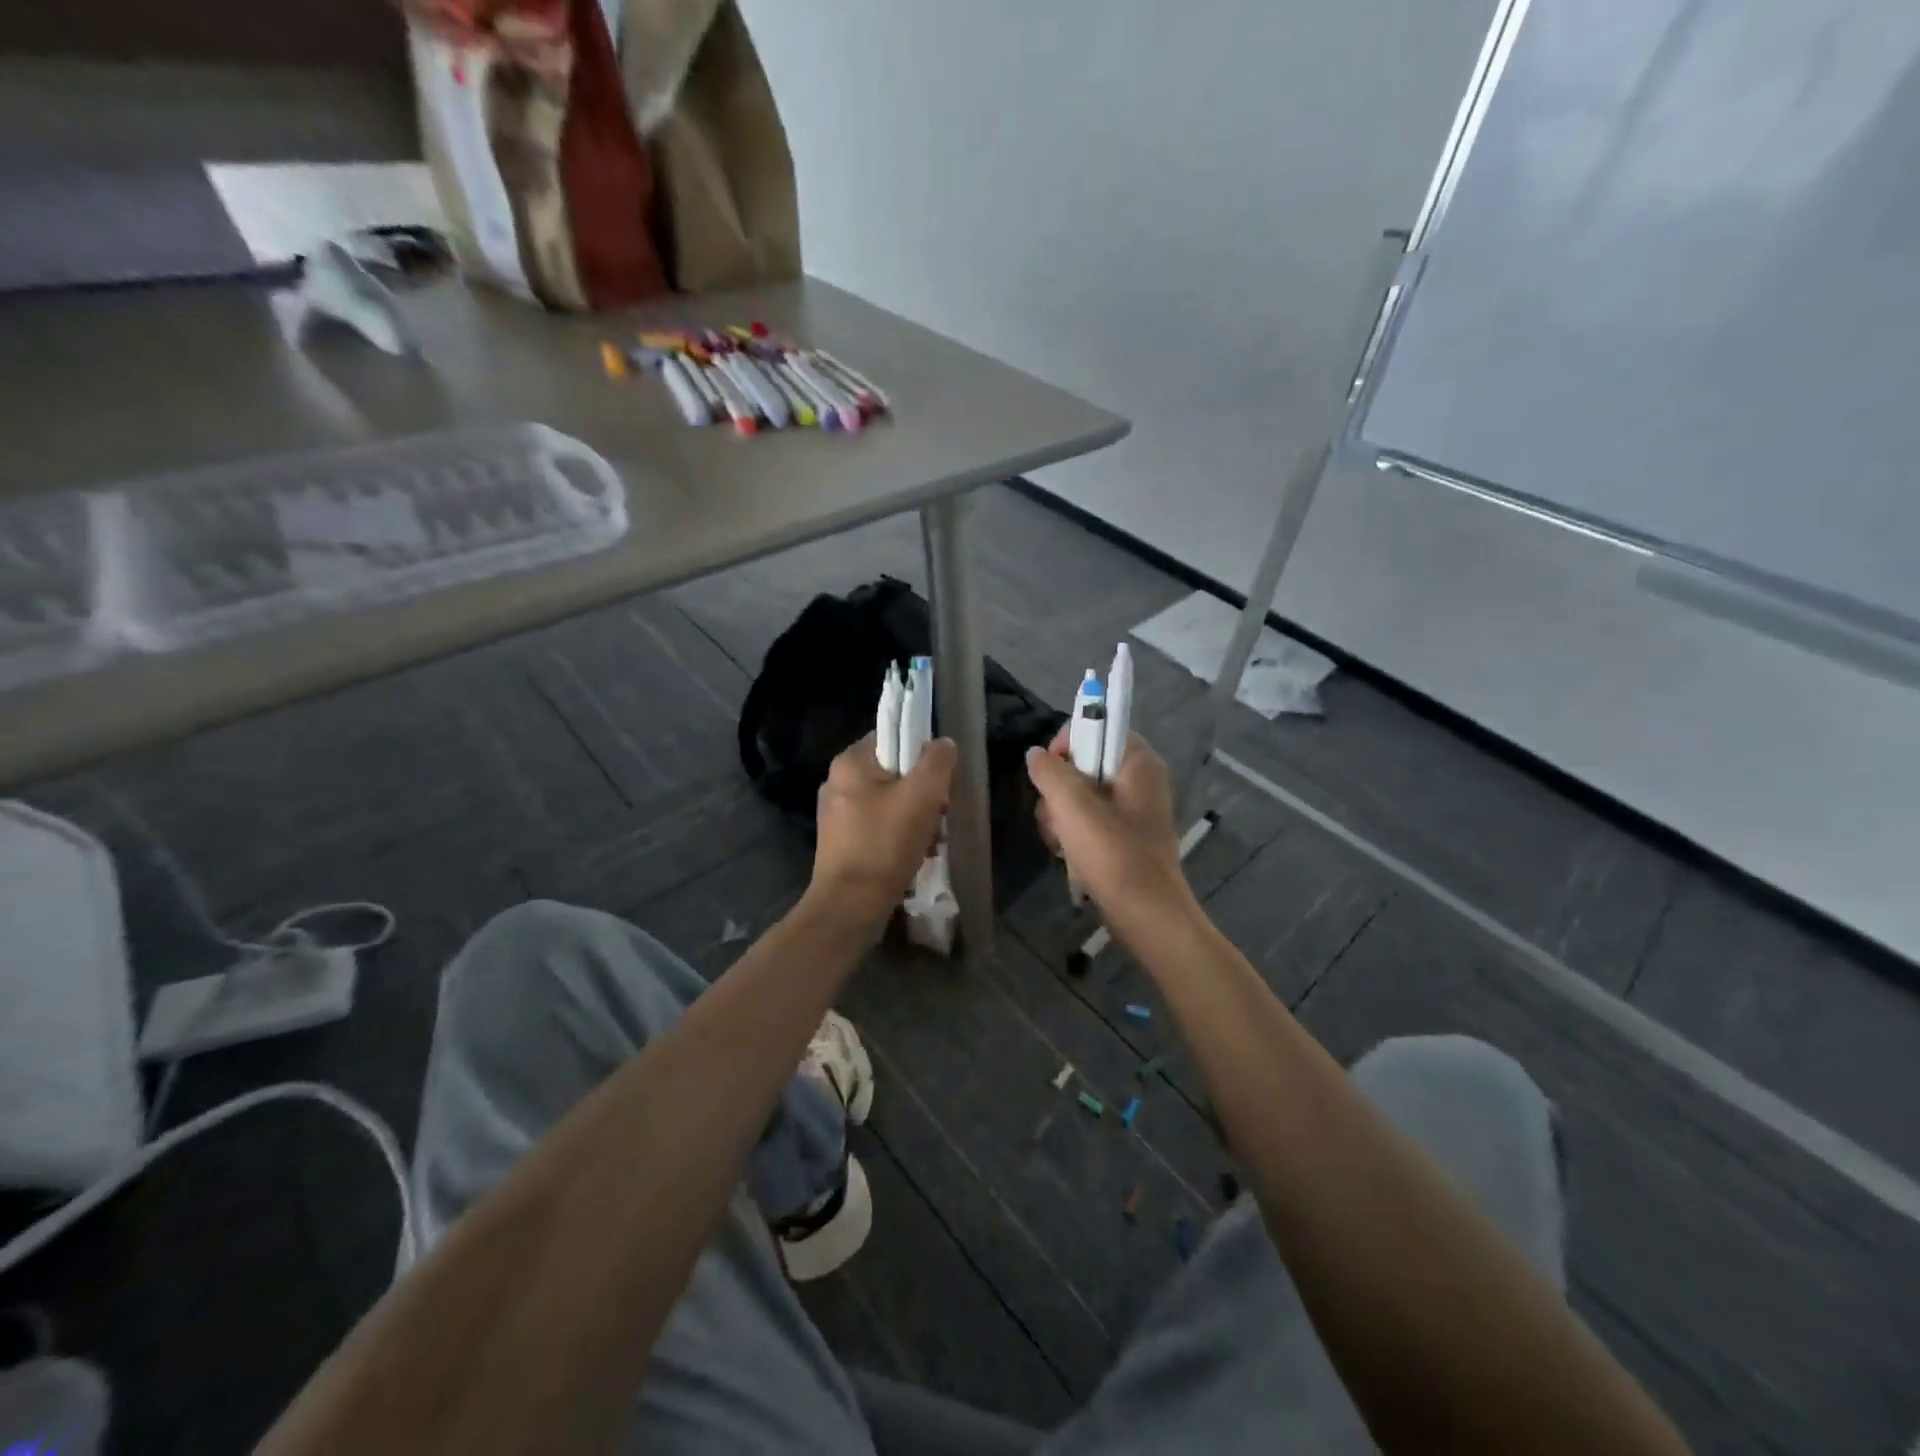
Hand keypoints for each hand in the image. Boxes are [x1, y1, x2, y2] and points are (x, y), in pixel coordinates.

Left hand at [811, 734, 956, 924]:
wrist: (850, 905)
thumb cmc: (885, 844)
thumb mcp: (922, 796)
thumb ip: (937, 762)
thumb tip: (943, 743)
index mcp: (850, 762)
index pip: (892, 736)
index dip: (922, 752)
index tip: (939, 778)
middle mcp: (837, 782)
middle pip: (894, 771)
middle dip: (923, 792)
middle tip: (940, 814)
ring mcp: (837, 813)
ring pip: (889, 801)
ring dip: (916, 817)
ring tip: (932, 840)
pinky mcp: (841, 841)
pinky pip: (879, 825)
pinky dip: (900, 835)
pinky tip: (916, 854)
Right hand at [1027, 729, 1192, 918]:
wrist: (1147, 916)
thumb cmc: (1113, 854)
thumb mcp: (1073, 806)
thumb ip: (1050, 771)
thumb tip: (1036, 755)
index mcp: (1139, 762)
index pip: (1097, 727)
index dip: (1067, 744)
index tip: (1048, 773)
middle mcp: (1140, 780)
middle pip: (1084, 764)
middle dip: (1058, 790)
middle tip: (1055, 817)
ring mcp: (1134, 811)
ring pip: (1081, 796)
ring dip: (1060, 816)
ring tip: (1059, 843)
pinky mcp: (1126, 838)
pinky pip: (1089, 822)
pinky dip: (1073, 834)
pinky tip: (1067, 855)